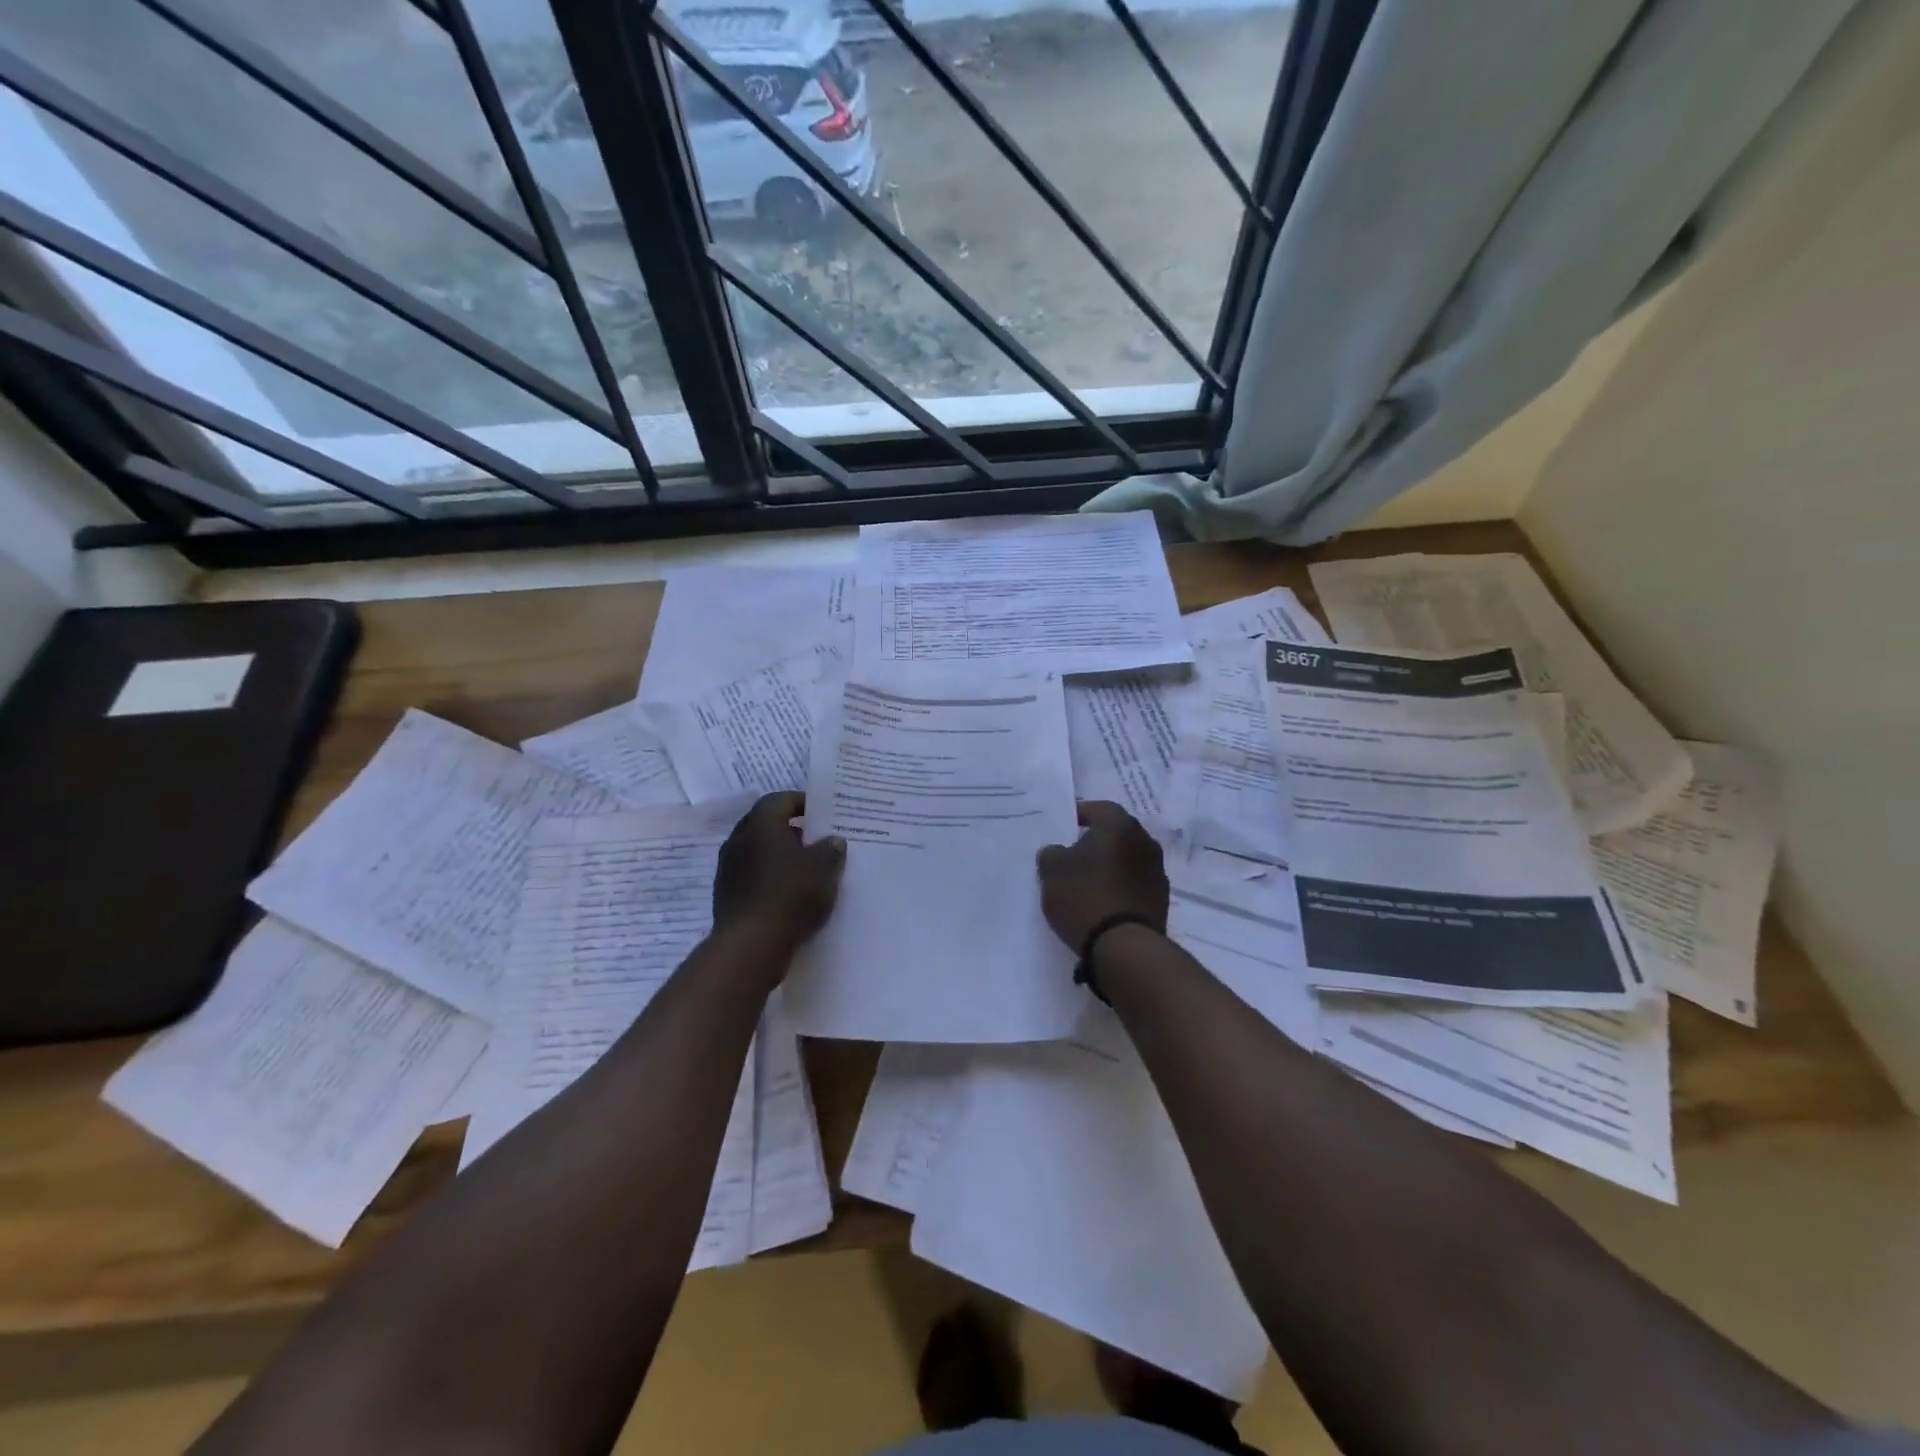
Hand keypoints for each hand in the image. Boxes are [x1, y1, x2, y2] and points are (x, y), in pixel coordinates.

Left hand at [713, 792, 845, 955]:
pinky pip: (753, 876)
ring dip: (781, 856)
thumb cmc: (790, 894)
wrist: (751, 945)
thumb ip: (830, 849)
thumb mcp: (823, 868)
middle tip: (818, 841)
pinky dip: (771, 877)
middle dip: (793, 831)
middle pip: (768, 825)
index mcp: (760, 824)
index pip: (781, 799)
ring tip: (808, 869)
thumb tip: (833, 840)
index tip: (823, 814)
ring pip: (759, 852)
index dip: (803, 803)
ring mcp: (728, 868)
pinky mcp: (727, 894)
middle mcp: (739, 839)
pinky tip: (791, 893)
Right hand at [1035, 800, 1168, 951]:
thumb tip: (1058, 851)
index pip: (1098, 808)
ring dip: (1110, 865)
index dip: (1079, 814)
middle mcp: (1144, 841)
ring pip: (1127, 859)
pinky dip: (1120, 886)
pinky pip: (1135, 883)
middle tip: (1073, 854)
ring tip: (1087, 882)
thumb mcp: (1052, 871)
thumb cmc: (1084, 896)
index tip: (1064, 826)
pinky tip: (1103, 902)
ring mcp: (1157, 871)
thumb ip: (1051, 853)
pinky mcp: (1161, 899)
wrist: (1124, 945)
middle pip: (1116, 833)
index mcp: (1119, 825)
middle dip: (1096, 841)